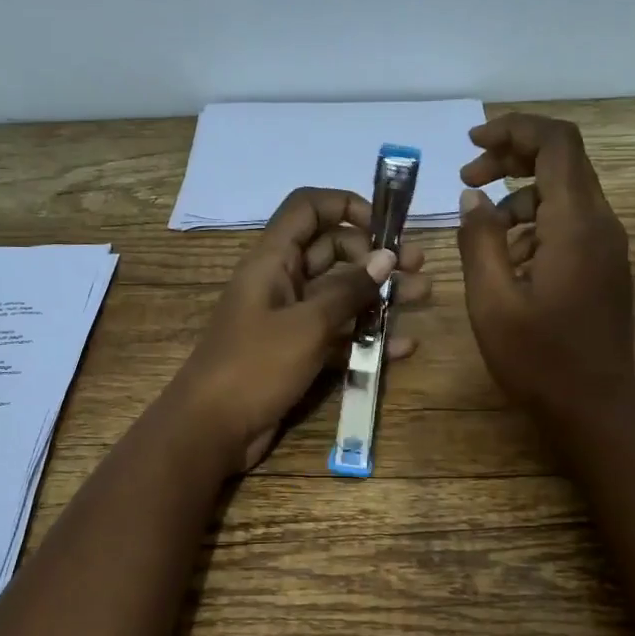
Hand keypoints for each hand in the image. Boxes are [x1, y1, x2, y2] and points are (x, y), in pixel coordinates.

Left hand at [169, 188, 429, 469]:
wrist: (211, 430)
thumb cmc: (254, 367)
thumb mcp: (306, 325)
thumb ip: (348, 290)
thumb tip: (386, 257)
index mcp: (273, 260)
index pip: (307, 208)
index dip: (346, 206)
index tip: (384, 227)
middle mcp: (282, 282)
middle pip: (332, 251)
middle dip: (375, 256)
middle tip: (418, 268)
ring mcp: (289, 319)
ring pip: (340, 295)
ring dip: (379, 294)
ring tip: (423, 297)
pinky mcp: (297, 353)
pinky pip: (337, 335)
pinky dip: (367, 337)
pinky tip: (404, 346)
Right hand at [455, 114, 634, 422]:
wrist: (594, 407)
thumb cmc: (538, 359)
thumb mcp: (492, 300)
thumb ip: (480, 240)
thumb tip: (474, 198)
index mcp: (575, 225)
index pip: (556, 143)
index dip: (514, 129)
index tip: (472, 144)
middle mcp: (600, 224)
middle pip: (562, 160)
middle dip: (511, 158)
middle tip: (467, 180)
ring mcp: (607, 245)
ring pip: (564, 192)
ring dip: (518, 196)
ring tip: (479, 228)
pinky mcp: (603, 265)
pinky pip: (569, 223)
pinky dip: (534, 223)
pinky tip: (506, 258)